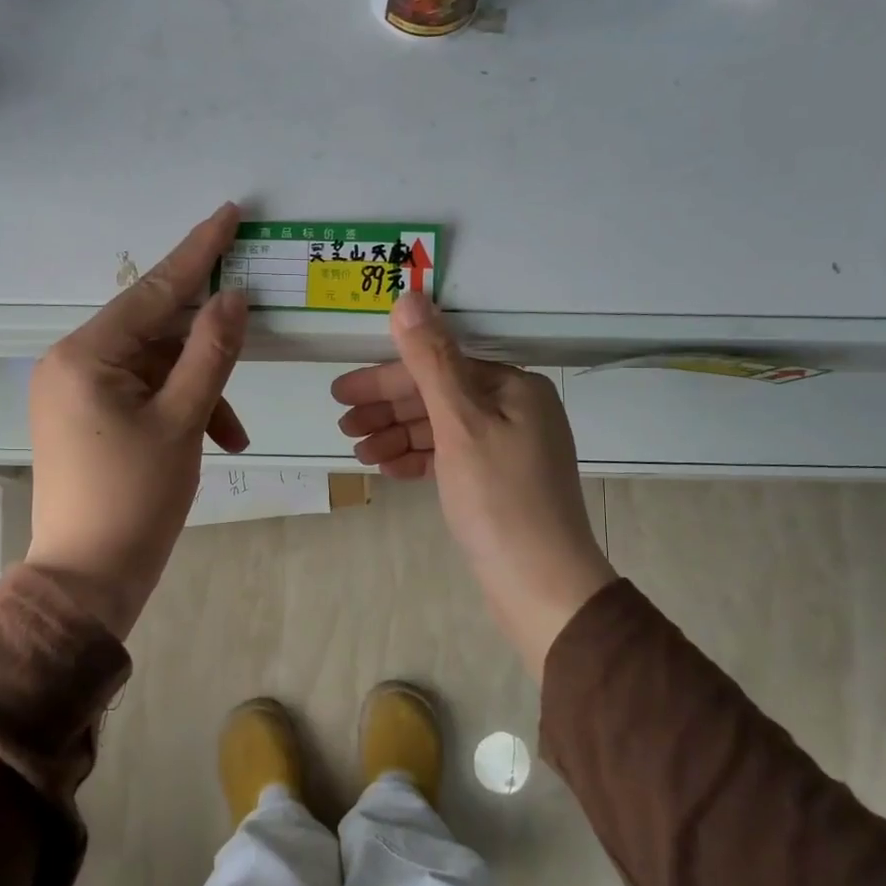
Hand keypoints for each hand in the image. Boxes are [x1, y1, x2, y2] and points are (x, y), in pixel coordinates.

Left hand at [26, 204, 249, 637]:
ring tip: (232, 433)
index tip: (229, 213)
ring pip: (155, 368)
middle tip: (252, 335)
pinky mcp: (85, 418)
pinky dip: (179, 410)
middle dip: (207, 348)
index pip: (153, 290)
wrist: (86, 581)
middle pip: (155, 331)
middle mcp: (72, 363)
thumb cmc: (134, 501)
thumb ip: (211, 353)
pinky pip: (142, 394)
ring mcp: (76, 392)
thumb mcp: (182, 422)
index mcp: (85, 355)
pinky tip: (213, 442)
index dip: (198, 252)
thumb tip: (232, 297)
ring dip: (200, 392)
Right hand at [331, 291, 615, 675]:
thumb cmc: (500, 500)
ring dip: (398, 436)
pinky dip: (419, 459)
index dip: (386, 380)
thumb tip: (409, 297)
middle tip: (344, 426)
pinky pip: (451, 457)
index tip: (341, 395)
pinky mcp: (499, 483)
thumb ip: (431, 361)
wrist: (544, 588)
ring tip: (359, 452)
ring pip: (442, 429)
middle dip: (388, 410)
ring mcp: (510, 449)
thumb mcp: (460, 425)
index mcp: (513, 388)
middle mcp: (516, 410)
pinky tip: (388, 468)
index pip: (438, 368)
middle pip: (438, 397)